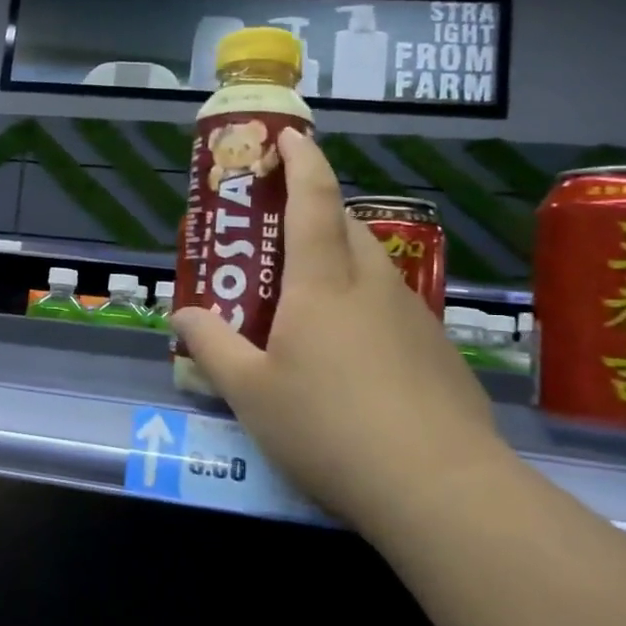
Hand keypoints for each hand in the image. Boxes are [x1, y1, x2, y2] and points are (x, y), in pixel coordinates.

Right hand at [171, 128, 501, 520]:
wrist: (440, 488)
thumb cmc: (328, 428)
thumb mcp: (250, 393)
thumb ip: (213, 347)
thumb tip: (185, 314)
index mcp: (323, 283)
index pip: (313, 200)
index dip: (301, 160)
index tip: (289, 136)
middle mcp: (372, 286)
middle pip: (347, 227)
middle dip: (316, 212)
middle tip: (280, 234)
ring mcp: (414, 319)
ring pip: (373, 269)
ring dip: (341, 263)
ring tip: (308, 302)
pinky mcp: (440, 354)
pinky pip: (393, 310)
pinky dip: (366, 309)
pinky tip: (352, 360)